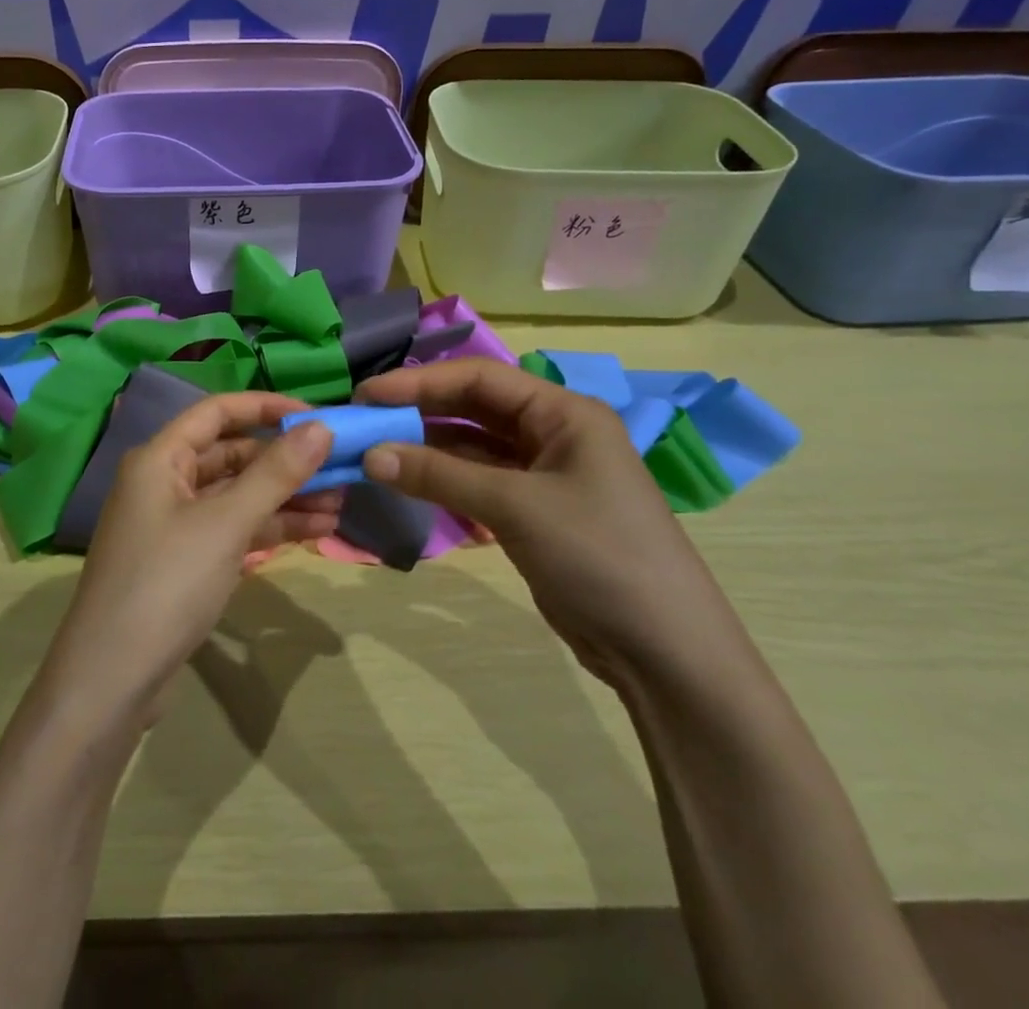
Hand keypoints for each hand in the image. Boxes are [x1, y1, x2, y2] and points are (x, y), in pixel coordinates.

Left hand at [42, 392, 339, 727]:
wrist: (111, 680)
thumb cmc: (166, 584)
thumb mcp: (225, 525)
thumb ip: (274, 474)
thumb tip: (321, 427)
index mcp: (160, 458)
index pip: (218, 411)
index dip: (267, 408)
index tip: (317, 416)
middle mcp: (163, 481)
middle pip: (231, 454)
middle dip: (284, 460)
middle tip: (340, 467)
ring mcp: (174, 524)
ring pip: (236, 494)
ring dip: (285, 496)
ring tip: (340, 502)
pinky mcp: (185, 561)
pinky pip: (233, 528)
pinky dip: (269, 526)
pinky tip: (315, 530)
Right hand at [355, 359, 751, 688]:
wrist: (664, 651)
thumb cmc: (599, 556)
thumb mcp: (516, 506)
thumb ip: (439, 475)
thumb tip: (369, 454)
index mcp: (564, 412)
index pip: (479, 378)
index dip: (420, 382)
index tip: (367, 395)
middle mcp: (554, 432)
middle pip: (474, 407)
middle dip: (420, 411)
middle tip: (364, 421)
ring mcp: (544, 473)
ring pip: (473, 446)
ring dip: (427, 448)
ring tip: (375, 451)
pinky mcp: (534, 511)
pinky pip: (479, 481)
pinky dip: (443, 480)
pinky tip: (407, 481)